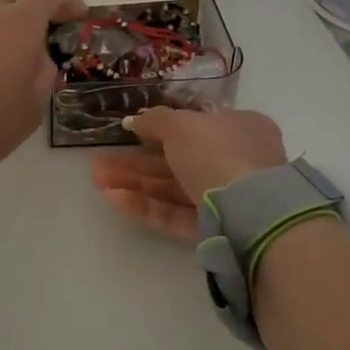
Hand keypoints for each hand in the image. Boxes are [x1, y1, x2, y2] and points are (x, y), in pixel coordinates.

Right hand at [90, 107, 287, 242]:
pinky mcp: (216, 230)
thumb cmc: (218, 152)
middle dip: (137, 161)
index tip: (131, 133)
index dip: (161, 128)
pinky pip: (177, 214)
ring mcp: (227, 199)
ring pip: (173, 188)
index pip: (197, 126)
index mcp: (239, 128)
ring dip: (135, 183)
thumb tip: (134, 120)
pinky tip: (115, 199)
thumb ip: (155, 120)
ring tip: (98, 180)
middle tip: (101, 162)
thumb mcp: (181, 125)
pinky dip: (148, 206)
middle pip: (178, 159)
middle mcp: (237, 161)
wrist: (251, 212)